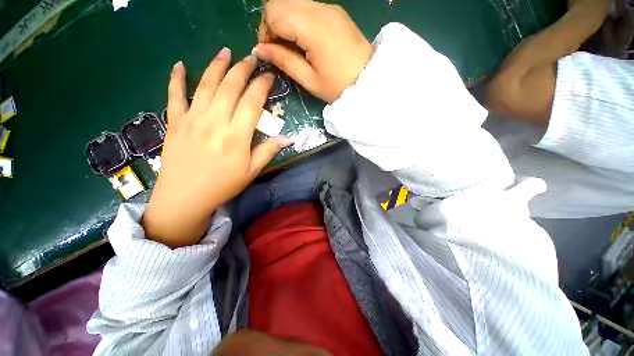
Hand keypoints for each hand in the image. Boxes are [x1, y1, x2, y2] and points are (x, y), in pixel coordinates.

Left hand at [143, 48, 292, 247]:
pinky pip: (174, 96)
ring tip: (226, 52)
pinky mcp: (175, 122)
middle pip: (230, 87)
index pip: (252, 102)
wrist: (185, 197)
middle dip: (242, 69)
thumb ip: (268, 151)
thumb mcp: (251, 171)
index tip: (269, 76)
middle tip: (251, 58)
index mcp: (236, 136)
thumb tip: (289, 138)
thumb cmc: (223, 185)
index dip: (262, 86)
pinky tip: (180, 65)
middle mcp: (215, 122)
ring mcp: (192, 119)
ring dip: (217, 66)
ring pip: (206, 85)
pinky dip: (176, 79)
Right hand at [254, 0, 372, 102]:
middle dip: (271, 23)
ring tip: (290, 45)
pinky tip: (302, 38)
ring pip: (291, 1)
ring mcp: (328, 7)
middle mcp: (319, 9)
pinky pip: (306, 6)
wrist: (368, 79)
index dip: (265, 33)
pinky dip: (296, 19)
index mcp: (312, 28)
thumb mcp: (310, 80)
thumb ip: (284, 61)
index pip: (274, 14)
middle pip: (279, 2)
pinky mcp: (334, 10)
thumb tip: (259, 50)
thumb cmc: (339, 86)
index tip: (270, 53)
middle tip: (277, 48)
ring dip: (283, 20)